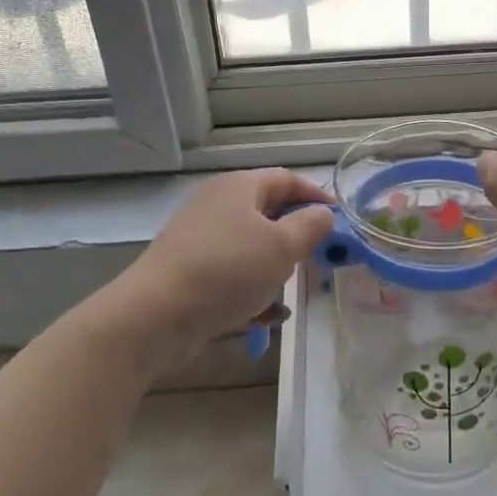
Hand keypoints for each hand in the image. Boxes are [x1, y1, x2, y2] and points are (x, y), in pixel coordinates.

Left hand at [111, 168, 334, 356]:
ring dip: (275, 266)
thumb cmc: (228, 270)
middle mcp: (217, 205)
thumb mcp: (282, 246)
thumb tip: (323, 214)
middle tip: (321, 256)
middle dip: (296, 235)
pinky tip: (267, 316)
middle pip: (267, 212)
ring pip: (250, 246)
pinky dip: (252, 290)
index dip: (316, 196)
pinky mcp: (189, 270)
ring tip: (295, 288)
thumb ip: (311, 226)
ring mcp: (199, 238)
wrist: (156, 315)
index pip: (286, 179)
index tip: (340, 220)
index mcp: (239, 187)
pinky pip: (231, 274)